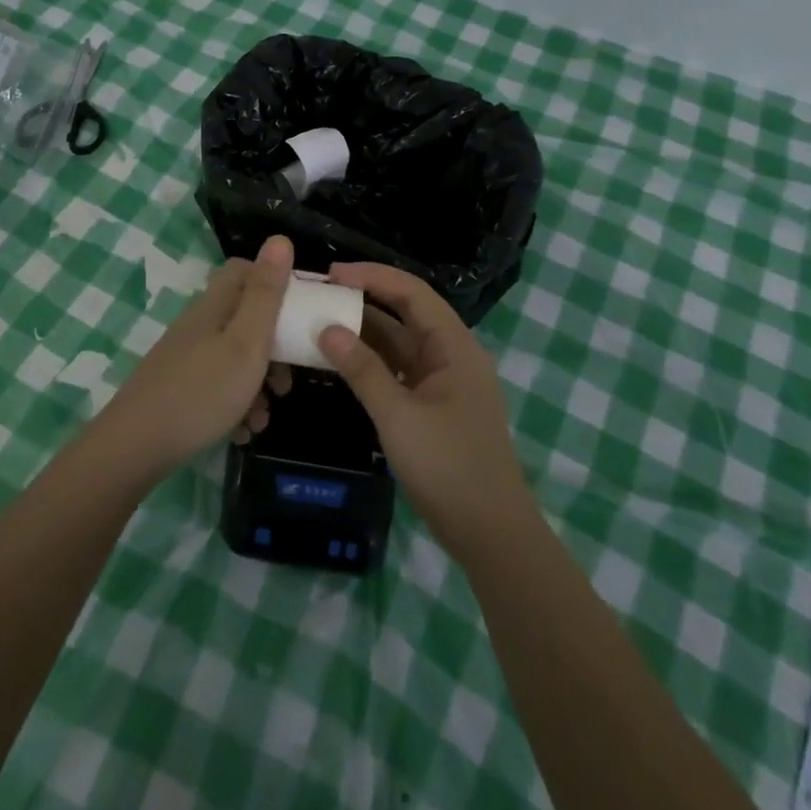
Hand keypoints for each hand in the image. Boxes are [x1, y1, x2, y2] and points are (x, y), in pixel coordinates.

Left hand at [97, 235, 292, 480]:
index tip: (300, 310)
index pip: (243, 271)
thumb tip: (279, 238)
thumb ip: (266, 294)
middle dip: (273, 347)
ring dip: (257, 384)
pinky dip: (235, 405)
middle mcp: (199, 325)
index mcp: (215, 306)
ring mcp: (186, 357)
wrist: (135, 447)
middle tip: (287, 380)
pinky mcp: (178, 388)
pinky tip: (242, 431)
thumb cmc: (202, 391)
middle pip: (244, 319)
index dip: (273, 282)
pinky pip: (217, 387)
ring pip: (234, 358)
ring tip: (266, 416)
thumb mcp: (246, 342)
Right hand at [318, 263, 533, 559]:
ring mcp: (443, 381)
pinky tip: (340, 361)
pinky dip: (371, 362)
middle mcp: (452, 354)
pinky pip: (398, 370)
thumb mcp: (398, 416)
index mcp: (455, 346)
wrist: (490, 534)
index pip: (412, 292)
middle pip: (406, 313)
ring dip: (364, 332)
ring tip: (321, 321)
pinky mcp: (433, 406)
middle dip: (364, 299)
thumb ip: (362, 370)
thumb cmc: (448, 467)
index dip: (372, 276)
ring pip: (399, 343)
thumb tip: (327, 329)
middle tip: (320, 295)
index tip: (331, 275)